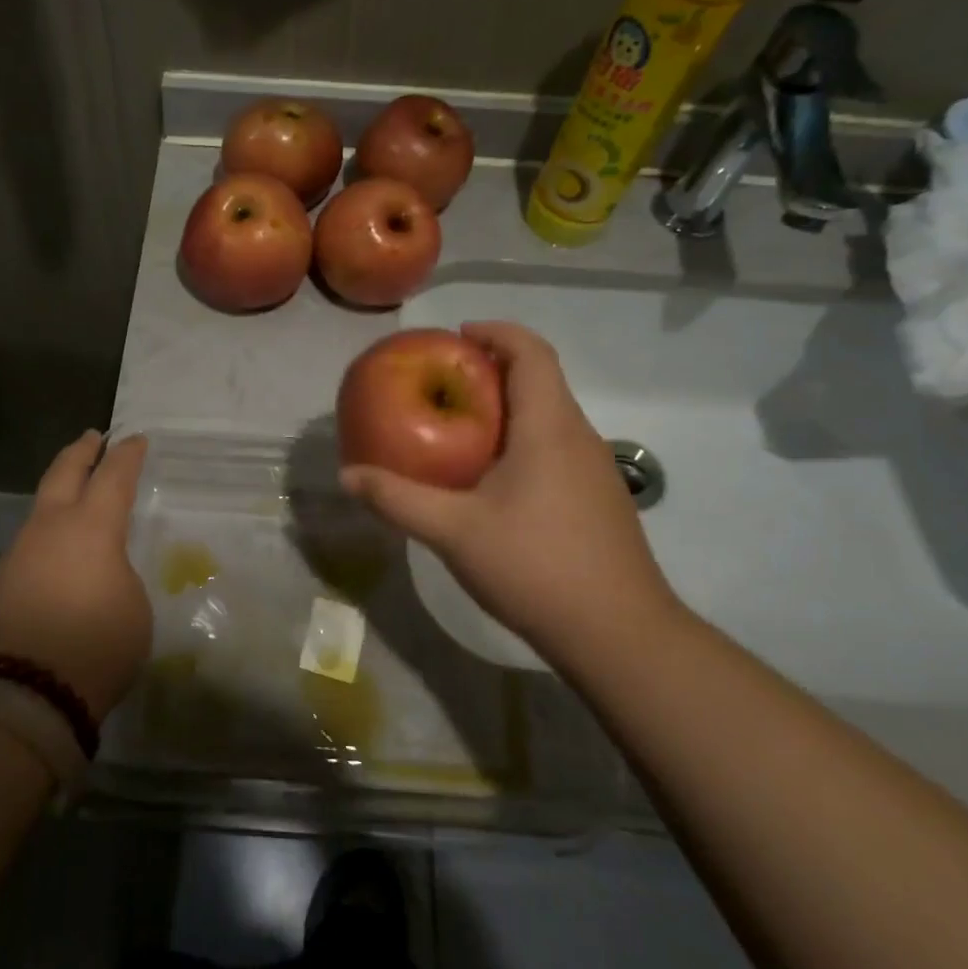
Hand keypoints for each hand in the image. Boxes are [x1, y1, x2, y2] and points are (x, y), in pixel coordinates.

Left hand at [0, 431, 151, 718]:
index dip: (127, 455)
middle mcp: (50, 528)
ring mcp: (19, 553)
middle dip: (81, 452)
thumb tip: (101, 573)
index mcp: (91, 528)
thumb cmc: (95, 648)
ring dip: (60, 490)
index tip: (136, 439)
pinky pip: (30, 540)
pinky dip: (48, 530)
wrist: (22, 696)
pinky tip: (57, 547)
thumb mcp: (134, 609)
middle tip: (92, 437)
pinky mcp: (1, 581)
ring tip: (75, 490)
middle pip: (64, 473)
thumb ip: (120, 577)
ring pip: (41, 506)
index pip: (113, 477)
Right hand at [340, 322, 679, 659]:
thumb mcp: (454, 531)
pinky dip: (520, 442)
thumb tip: (347, 476)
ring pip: (548, 417)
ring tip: (457, 430)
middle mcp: (579, 437)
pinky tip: (491, 483)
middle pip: (540, 380)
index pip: (531, 352)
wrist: (620, 636)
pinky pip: (555, 449)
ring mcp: (595, 470)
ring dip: (506, 409)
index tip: (456, 335)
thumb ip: (397, 500)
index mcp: (549, 426)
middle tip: (441, 385)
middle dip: (491, 371)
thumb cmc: (536, 566)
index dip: (496, 332)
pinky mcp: (598, 500)